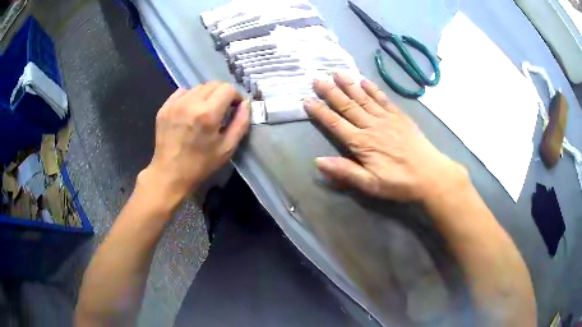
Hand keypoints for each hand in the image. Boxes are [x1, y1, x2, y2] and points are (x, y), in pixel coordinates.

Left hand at [139, 82, 249, 208]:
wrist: (169, 174)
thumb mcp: (227, 148)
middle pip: (213, 84)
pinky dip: (190, 97)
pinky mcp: (164, 107)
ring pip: (198, 87)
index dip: (235, 96)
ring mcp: (175, 104)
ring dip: (206, 95)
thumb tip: (245, 104)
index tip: (234, 108)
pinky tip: (190, 111)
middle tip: (221, 110)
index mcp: (208, 114)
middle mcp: (190, 103)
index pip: (228, 89)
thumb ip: (241, 123)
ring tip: (204, 111)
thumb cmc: (201, 164)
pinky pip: (182, 92)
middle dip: (222, 94)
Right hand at [304, 73, 466, 202]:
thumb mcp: (370, 184)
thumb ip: (345, 172)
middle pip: (347, 106)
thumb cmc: (399, 182)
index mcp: (362, 143)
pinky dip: (372, 89)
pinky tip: (363, 81)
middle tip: (317, 79)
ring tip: (336, 73)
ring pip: (363, 98)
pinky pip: (383, 99)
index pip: (336, 124)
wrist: (430, 174)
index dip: (320, 112)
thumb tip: (318, 161)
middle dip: (330, 92)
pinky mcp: (399, 116)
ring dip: (348, 85)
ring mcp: (386, 118)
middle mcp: (371, 126)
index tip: (307, 100)